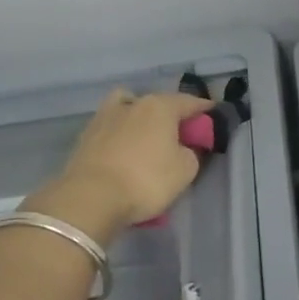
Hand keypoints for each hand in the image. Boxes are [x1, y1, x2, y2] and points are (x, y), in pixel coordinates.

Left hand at [32, 89, 210, 240]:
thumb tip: (182, 148)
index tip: (213, 112)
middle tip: (179, 132)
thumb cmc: (146, 180)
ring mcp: (104, 117)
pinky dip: (121, 136)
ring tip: (146, 138)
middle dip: (170, 114)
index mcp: (159, 106)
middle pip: (156, 103)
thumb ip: (190, 153)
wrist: (91, 197)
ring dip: (139, 119)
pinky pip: (112, 129)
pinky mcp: (85, 136)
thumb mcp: (185, 170)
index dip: (203, 109)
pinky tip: (125, 152)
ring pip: (128, 109)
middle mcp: (131, 104)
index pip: (188, 102)